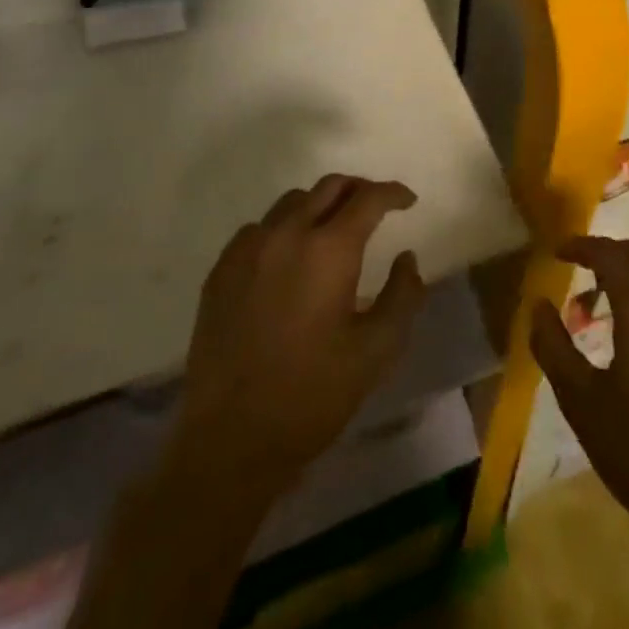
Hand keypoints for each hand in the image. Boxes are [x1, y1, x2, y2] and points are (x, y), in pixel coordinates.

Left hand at [167, 175, 426, 502]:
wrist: (230, 441)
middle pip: (330, 186)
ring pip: (292, 202)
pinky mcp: (221, 271)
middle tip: (375, 208)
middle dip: (359, 189)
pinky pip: (259, 228)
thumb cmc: (312, 395)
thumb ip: (403, 296)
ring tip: (332, 229)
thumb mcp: (376, 351)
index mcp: (330, 250)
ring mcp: (248, 250)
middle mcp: (287, 234)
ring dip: (320, 205)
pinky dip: (283, 228)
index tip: (408, 202)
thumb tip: (406, 258)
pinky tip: (288, 257)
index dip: (393, 193)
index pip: (369, 198)